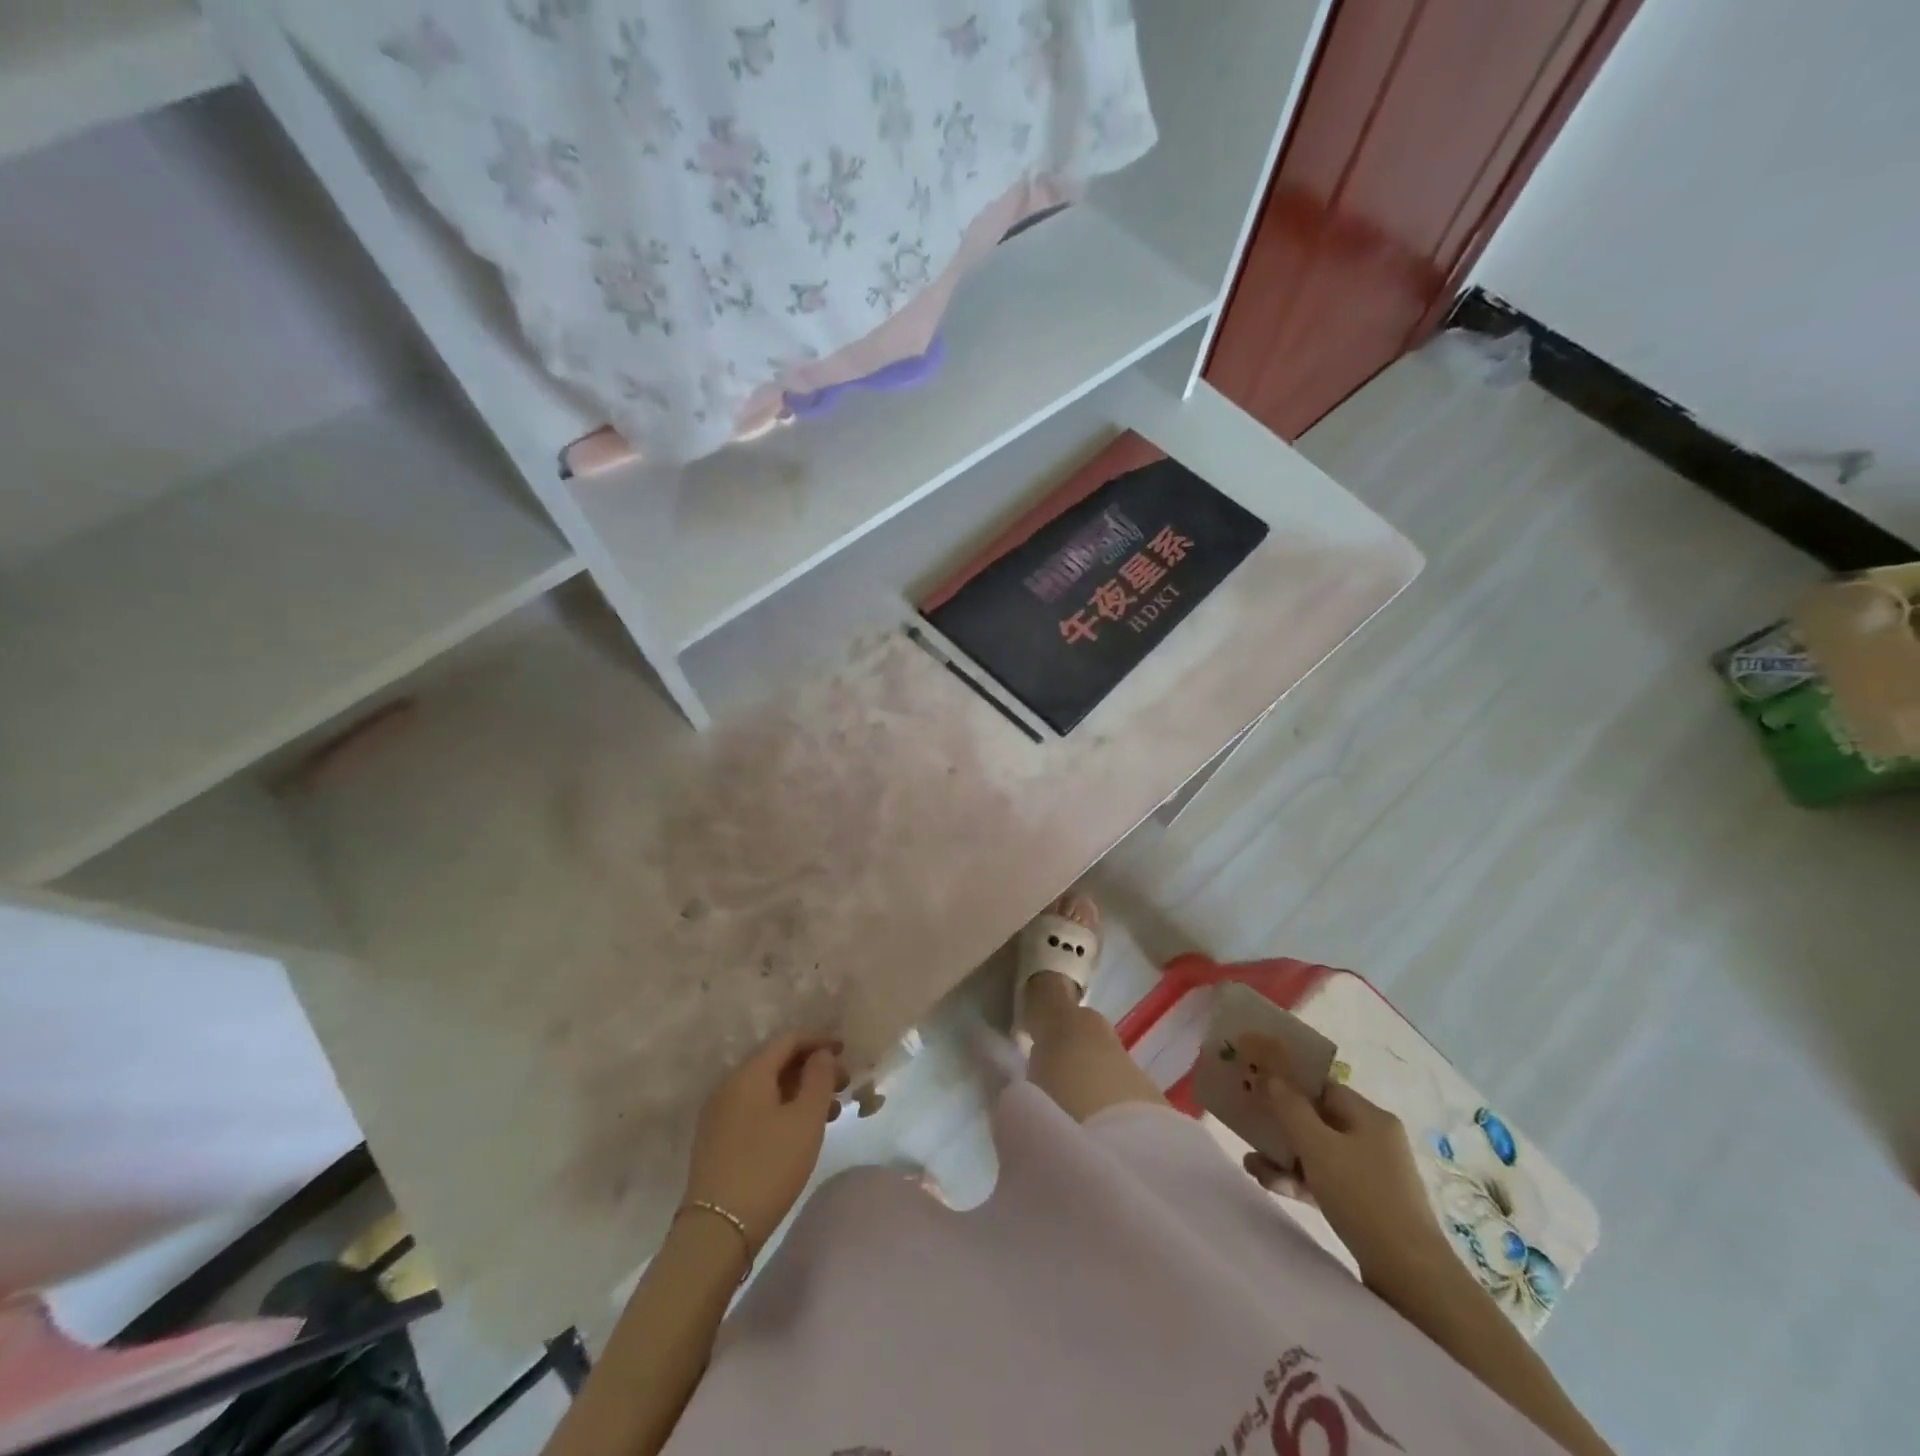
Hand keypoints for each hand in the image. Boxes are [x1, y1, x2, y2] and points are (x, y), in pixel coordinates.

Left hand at [684, 1032, 846, 1250]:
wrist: (717, 1230)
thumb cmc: (769, 1166)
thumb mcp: (806, 1120)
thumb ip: (819, 1079)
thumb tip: (821, 1054)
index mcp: (749, 1074)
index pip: (788, 1040)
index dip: (819, 1040)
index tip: (846, 1051)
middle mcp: (730, 1086)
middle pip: (776, 1062)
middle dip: (812, 1068)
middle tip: (844, 1084)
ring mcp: (720, 1114)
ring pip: (767, 1089)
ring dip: (800, 1091)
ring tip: (831, 1111)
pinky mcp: (718, 1140)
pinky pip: (756, 1109)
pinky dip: (782, 1109)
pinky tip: (801, 1130)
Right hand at [1238, 1039, 1452, 1289]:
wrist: (1410, 1277)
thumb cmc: (1362, 1197)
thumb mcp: (1317, 1146)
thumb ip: (1290, 1107)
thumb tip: (1272, 1077)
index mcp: (1370, 1117)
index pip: (1323, 1086)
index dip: (1290, 1083)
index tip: (1258, 1086)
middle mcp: (1375, 1139)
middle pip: (1318, 1119)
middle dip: (1281, 1124)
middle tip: (1248, 1126)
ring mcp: (1373, 1174)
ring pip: (1319, 1152)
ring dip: (1284, 1155)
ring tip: (1251, 1164)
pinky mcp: (1369, 1205)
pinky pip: (1327, 1180)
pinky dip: (1299, 1179)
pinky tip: (1270, 1183)